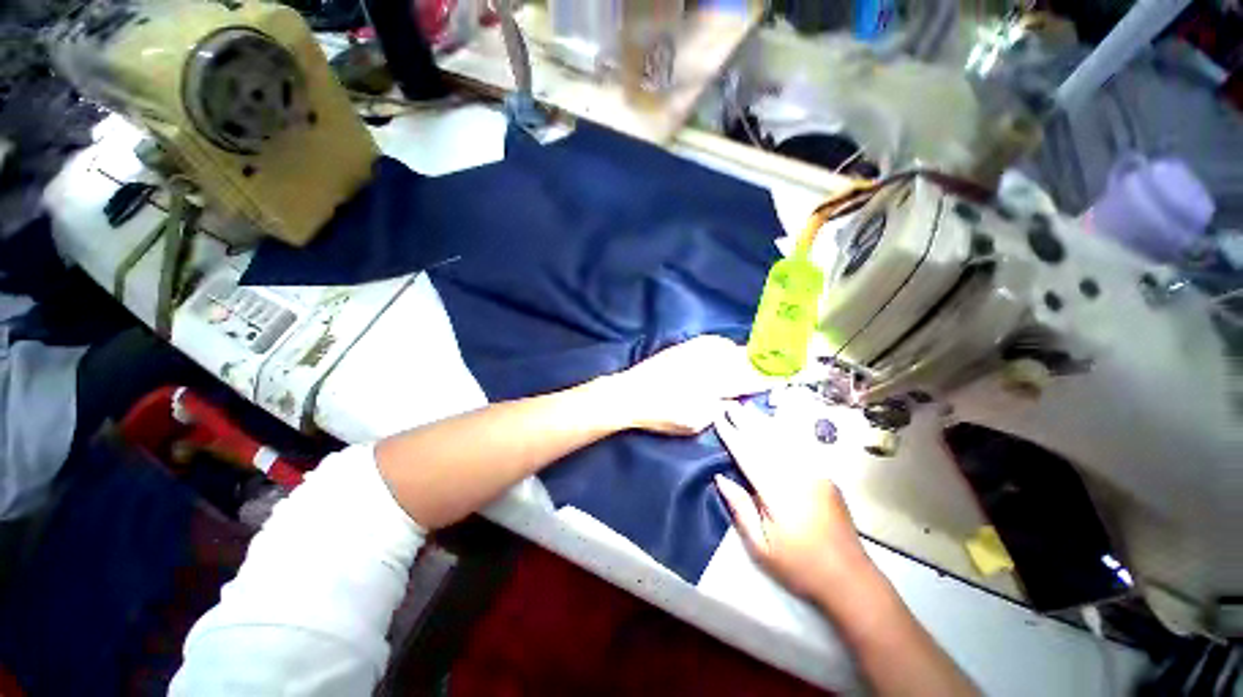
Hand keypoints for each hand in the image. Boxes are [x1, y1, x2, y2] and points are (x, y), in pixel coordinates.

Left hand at [608, 335, 780, 435]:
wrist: (631, 392)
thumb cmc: (663, 412)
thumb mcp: (697, 420)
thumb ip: (722, 407)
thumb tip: (735, 398)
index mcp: (717, 380)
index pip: (753, 377)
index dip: (773, 375)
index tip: (792, 372)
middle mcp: (711, 360)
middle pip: (746, 357)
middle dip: (765, 360)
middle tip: (782, 361)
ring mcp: (698, 350)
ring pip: (732, 347)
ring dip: (746, 353)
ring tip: (757, 358)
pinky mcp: (686, 346)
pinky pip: (715, 343)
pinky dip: (726, 348)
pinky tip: (727, 352)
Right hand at [712, 398, 873, 599]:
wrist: (850, 579)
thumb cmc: (799, 566)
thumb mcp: (761, 546)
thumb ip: (741, 508)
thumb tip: (721, 478)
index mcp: (777, 492)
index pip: (748, 455)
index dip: (731, 435)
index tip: (718, 418)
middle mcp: (797, 475)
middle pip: (766, 440)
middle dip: (746, 421)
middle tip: (730, 405)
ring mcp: (814, 474)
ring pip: (784, 439)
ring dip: (763, 422)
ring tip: (747, 408)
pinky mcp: (825, 476)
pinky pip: (800, 446)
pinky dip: (784, 431)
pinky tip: (776, 424)